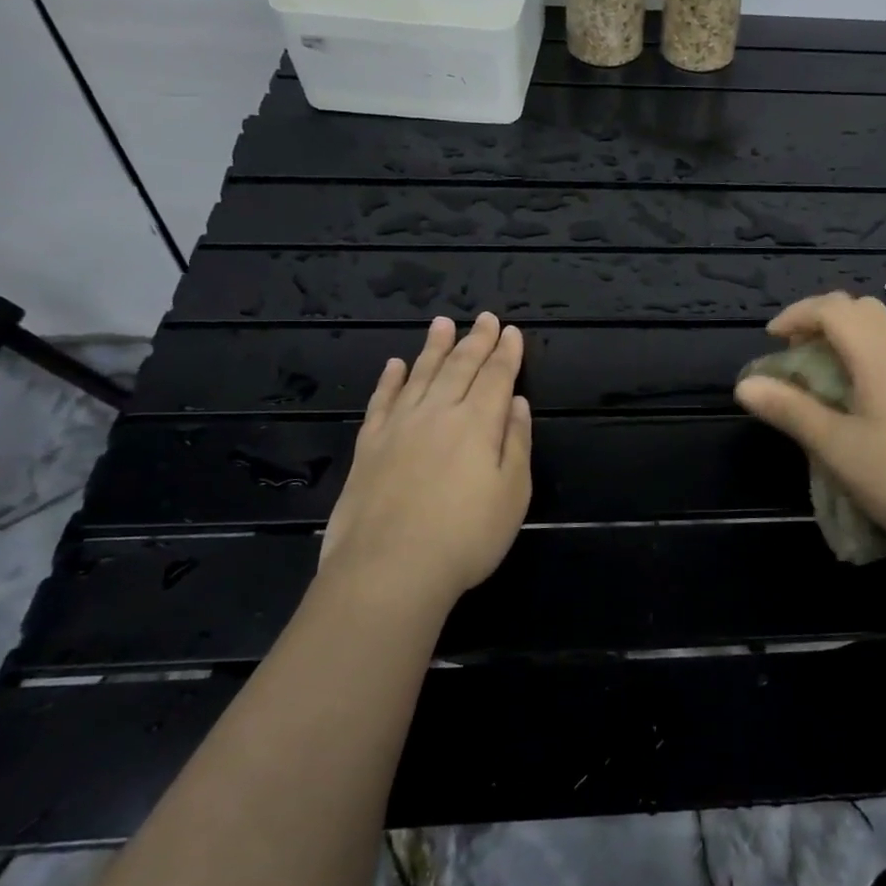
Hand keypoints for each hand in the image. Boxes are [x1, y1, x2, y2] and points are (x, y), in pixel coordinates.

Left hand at [317, 314, 532, 616]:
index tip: (511, 331)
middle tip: (484, 317)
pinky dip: (390, 379)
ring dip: (434, 348)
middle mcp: (438, 412)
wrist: (389, 568)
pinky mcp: (369, 445)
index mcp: (477, 423)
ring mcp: (399, 426)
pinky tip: (395, 365)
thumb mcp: (513, 493)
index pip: (496, 376)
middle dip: (476, 340)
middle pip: (460, 367)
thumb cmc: (466, 536)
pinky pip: (382, 400)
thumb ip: (516, 442)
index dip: (506, 352)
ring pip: (420, 374)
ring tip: (442, 323)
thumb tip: (516, 402)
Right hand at [734, 292, 885, 557]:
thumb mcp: (835, 446)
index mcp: (879, 352)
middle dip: (822, 320)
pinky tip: (869, 384)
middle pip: (860, 308)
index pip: (832, 308)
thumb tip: (745, 385)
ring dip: (851, 331)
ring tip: (829, 365)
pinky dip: (876, 346)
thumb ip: (789, 409)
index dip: (797, 315)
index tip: (771, 339)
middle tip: (796, 352)